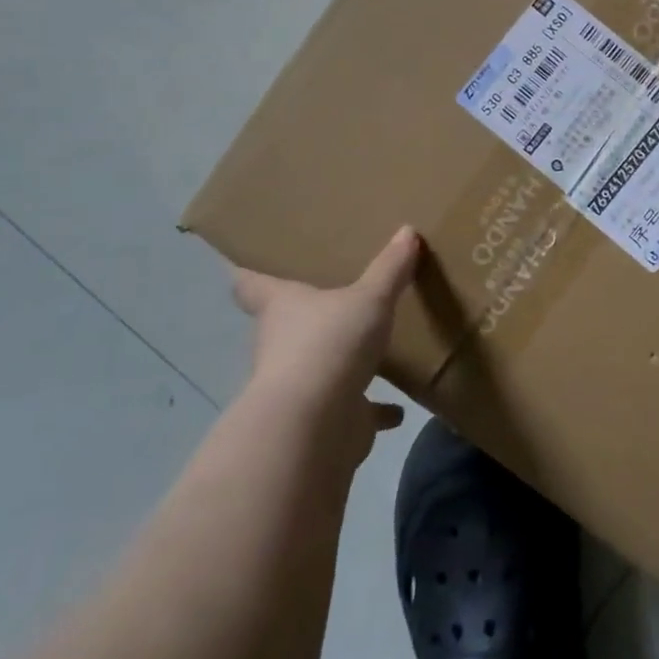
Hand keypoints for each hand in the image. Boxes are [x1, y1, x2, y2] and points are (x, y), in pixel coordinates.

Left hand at [231, 226, 420, 465]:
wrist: (314, 427)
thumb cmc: (330, 344)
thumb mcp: (369, 298)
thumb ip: (389, 268)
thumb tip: (407, 232)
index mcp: (281, 307)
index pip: (252, 283)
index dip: (251, 271)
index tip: (251, 260)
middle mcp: (281, 344)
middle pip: (288, 324)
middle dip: (309, 315)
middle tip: (337, 294)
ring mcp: (301, 385)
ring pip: (320, 366)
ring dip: (341, 362)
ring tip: (371, 346)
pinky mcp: (326, 419)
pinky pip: (353, 409)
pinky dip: (373, 409)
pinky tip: (397, 408)